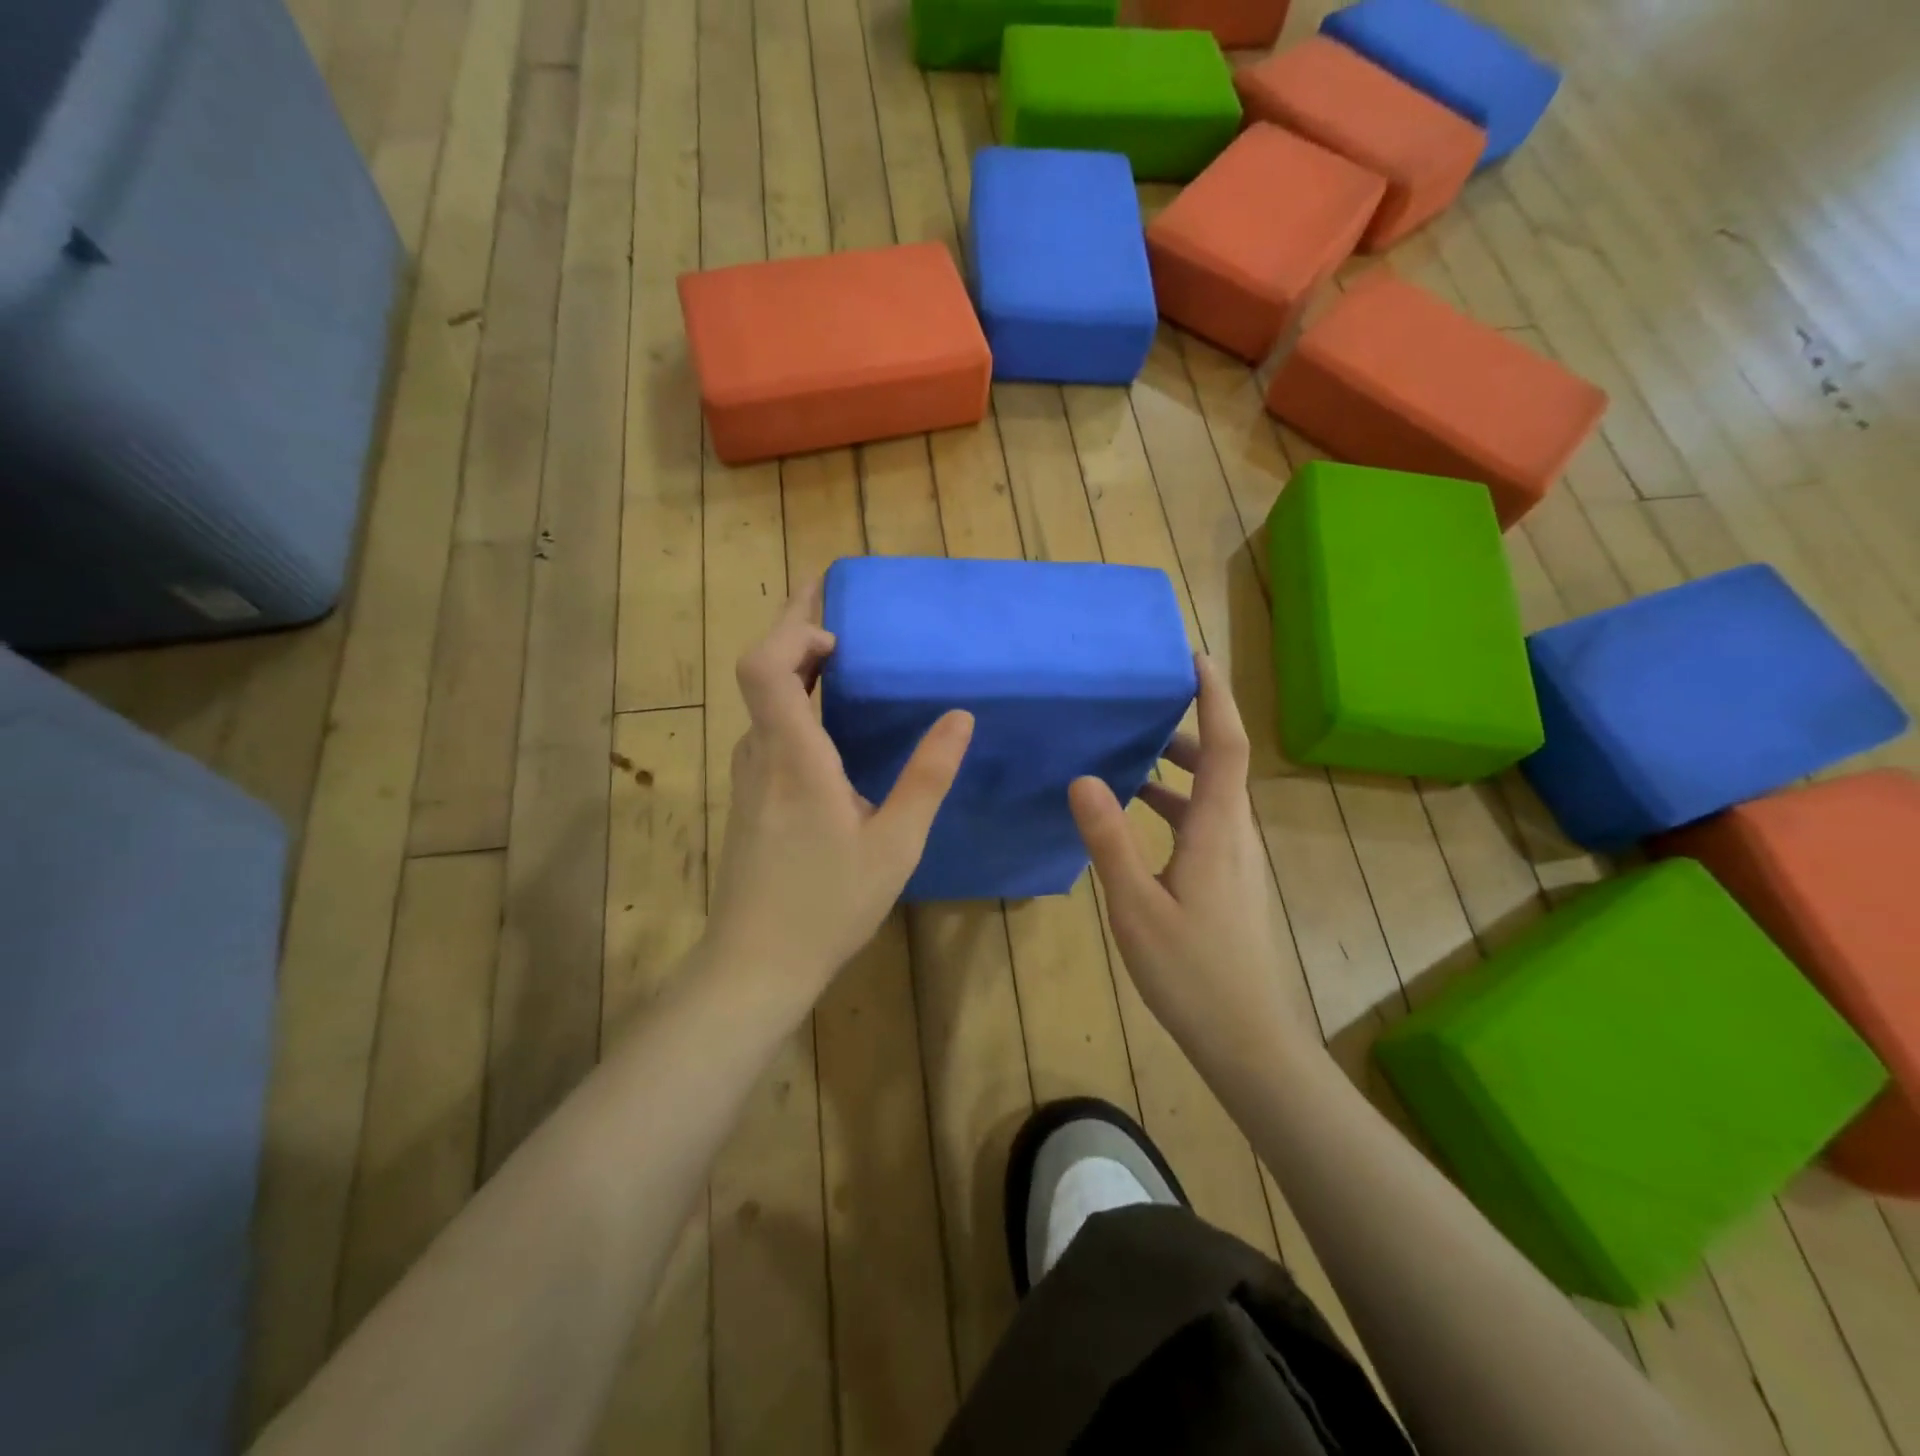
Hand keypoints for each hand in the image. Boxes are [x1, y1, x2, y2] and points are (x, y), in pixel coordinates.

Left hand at [706, 583, 973, 1010]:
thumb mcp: (895, 844)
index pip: (765, 666)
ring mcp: (747, 776)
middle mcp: (760, 755)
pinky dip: (795, 703)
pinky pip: (769, 730)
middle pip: (761, 670)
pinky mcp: (748, 797)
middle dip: (798, 629)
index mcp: (794, 758)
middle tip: (842, 608)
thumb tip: (959, 716)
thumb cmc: (828, 905)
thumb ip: (927, 777)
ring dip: (797, 668)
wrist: (755, 964)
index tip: (836, 622)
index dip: (791, 627)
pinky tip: (832, 724)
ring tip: (847, 658)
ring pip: (764, 701)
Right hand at [1069, 655, 1316, 1059]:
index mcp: (1219, 830)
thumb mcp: (1137, 905)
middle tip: (1147, 706)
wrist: (1247, 1039)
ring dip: (1179, 771)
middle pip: (1222, 765)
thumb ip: (1109, 840)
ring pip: (1213, 798)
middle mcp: (1236, 836)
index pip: (1227, 746)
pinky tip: (1138, 823)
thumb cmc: (1192, 971)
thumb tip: (1084, 777)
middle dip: (1189, 728)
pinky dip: (1175, 806)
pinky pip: (1205, 825)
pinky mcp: (1229, 884)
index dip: (1217, 697)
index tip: (1197, 657)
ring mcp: (1236, 862)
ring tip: (1131, 758)